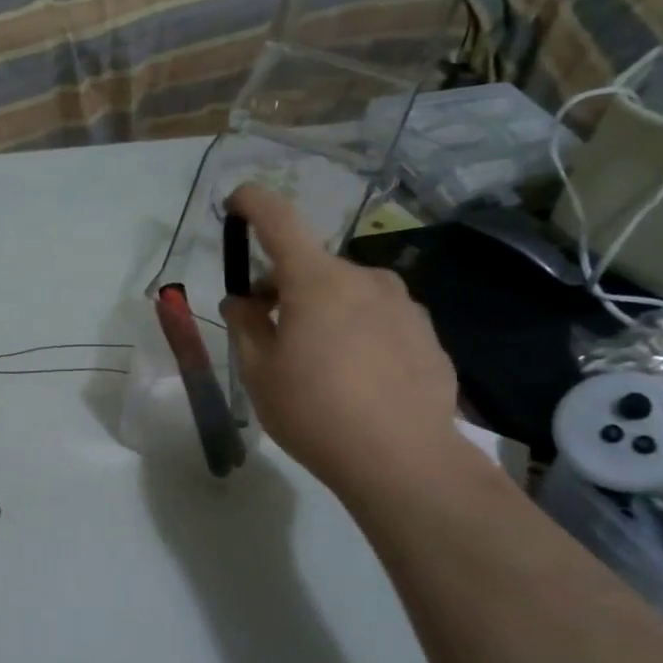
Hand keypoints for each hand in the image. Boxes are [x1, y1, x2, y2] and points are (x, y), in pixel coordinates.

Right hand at [220, 183, 460, 496]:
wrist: (404, 460)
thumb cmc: (315, 412)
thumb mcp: (259, 372)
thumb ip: (245, 325)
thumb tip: (242, 301)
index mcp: (316, 280)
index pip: (279, 220)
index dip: (253, 203)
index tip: (236, 202)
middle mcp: (364, 278)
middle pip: (311, 266)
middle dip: (283, 285)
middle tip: (267, 327)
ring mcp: (402, 304)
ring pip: (347, 292)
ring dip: (323, 309)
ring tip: (317, 360)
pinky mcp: (427, 333)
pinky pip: (379, 318)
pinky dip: (357, 330)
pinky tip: (357, 376)